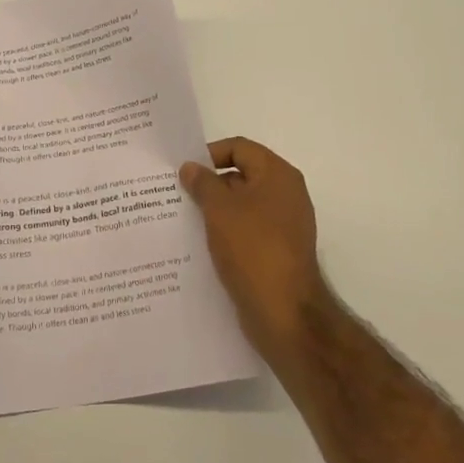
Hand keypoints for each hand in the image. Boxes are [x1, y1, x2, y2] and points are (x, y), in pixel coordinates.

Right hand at [180, 137, 327, 357]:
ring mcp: (284, 225)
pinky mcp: (277, 252)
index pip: (240, 148)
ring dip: (215, 210)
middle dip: (209, 184)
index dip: (210, 154)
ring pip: (242, 206)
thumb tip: (191, 167)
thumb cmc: (253, 249)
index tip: (183, 171)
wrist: (285, 314)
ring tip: (183, 219)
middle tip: (177, 194)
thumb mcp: (219, 209)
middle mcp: (286, 195)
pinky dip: (226, 232)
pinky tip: (201, 244)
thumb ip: (202, 183)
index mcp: (278, 175)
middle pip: (242, 175)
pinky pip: (247, 231)